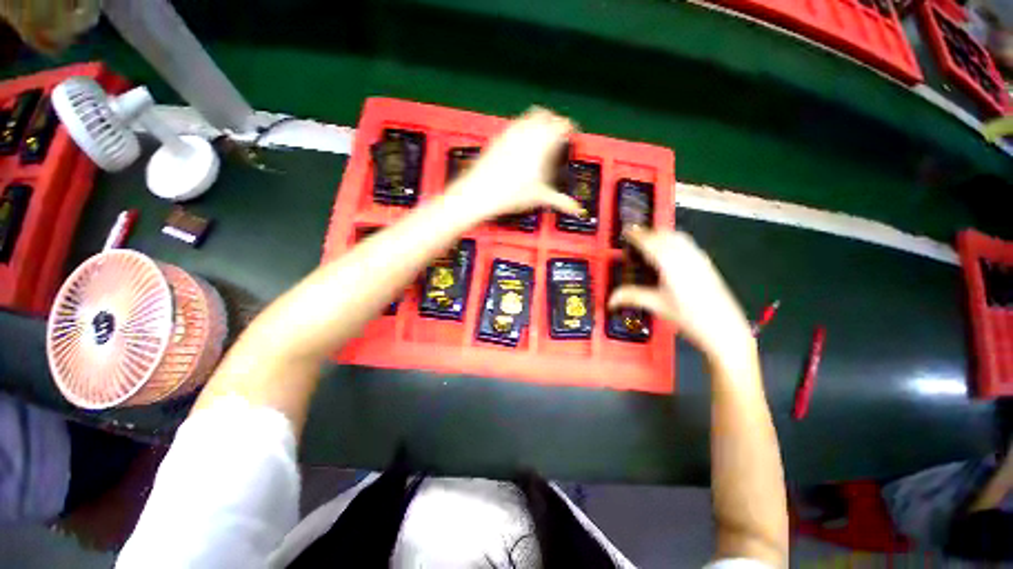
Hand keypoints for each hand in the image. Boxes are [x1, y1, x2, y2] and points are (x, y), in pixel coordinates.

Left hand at [446, 107, 583, 220]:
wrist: (479, 192)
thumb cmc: (511, 194)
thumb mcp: (540, 197)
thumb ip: (561, 201)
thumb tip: (576, 209)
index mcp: (542, 142)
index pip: (562, 125)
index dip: (570, 128)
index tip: (572, 135)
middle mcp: (527, 132)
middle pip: (546, 115)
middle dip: (554, 122)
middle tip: (557, 135)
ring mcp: (511, 132)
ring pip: (529, 116)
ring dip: (538, 123)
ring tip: (541, 139)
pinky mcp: (498, 137)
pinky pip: (515, 124)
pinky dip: (523, 129)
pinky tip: (521, 145)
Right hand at [608, 227, 754, 363]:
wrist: (725, 329)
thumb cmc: (691, 317)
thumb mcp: (657, 306)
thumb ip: (632, 297)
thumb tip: (611, 299)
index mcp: (671, 263)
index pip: (651, 242)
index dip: (637, 235)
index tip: (626, 231)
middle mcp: (687, 256)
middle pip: (665, 235)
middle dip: (648, 233)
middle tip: (634, 236)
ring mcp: (699, 259)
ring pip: (678, 237)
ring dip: (662, 234)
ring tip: (650, 240)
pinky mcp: (707, 264)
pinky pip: (688, 244)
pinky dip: (674, 240)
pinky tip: (671, 251)